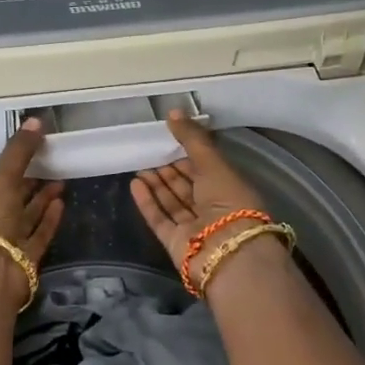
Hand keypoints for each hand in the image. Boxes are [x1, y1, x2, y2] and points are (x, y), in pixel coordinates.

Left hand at [0, 119, 65, 304]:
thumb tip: (36, 119)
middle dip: (29, 184)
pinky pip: (38, 236)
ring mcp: (4, 246)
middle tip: (51, 164)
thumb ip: (18, 152)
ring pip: (25, 218)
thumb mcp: (0, 180)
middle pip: (9, 202)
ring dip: (42, 200)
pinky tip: (61, 203)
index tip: (29, 156)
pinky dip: (48, 220)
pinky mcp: (24, 261)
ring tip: (61, 180)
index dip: (9, 170)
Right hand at [130, 110, 283, 288]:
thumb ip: (192, 139)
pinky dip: (147, 202)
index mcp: (230, 189)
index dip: (188, 154)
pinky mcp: (176, 242)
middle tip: (150, 151)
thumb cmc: (228, 202)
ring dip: (156, 184)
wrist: (228, 252)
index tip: (169, 138)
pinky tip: (135, 184)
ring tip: (138, 165)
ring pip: (172, 201)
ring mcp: (194, 227)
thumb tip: (173, 112)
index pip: (206, 168)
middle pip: (188, 186)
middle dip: (170, 169)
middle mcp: (213, 208)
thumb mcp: (213, 163)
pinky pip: (160, 218)